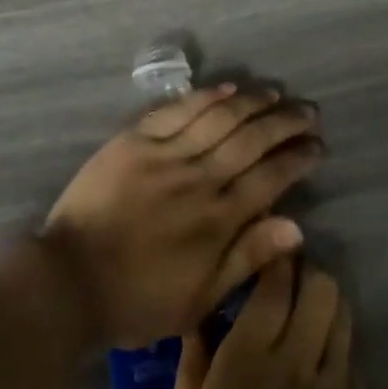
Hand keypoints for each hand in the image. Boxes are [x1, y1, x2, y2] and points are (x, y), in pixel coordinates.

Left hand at [41, 85, 319, 347]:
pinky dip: (205, 97)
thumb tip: (295, 226)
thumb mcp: (199, 300)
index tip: (316, 145)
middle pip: (250, 140)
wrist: (71, 279)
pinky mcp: (136, 139)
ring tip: (274, 93)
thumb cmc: (137, 299)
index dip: (296, 159)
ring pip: (219, 118)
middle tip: (307, 111)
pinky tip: (227, 88)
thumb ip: (247, 259)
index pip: (269, 178)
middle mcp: (198, 179)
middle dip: (284, 123)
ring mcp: (166, 154)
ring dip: (251, 103)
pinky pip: (178, 110)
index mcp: (217, 220)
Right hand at [172, 261, 377, 388]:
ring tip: (314, 316)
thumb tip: (198, 322)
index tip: (271, 250)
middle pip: (320, 289)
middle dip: (309, 275)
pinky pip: (354, 367)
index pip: (273, 285)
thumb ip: (191, 374)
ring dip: (329, 307)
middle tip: (294, 281)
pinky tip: (325, 372)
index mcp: (246, 361)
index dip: (277, 259)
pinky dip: (340, 356)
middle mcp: (295, 363)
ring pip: (343, 318)